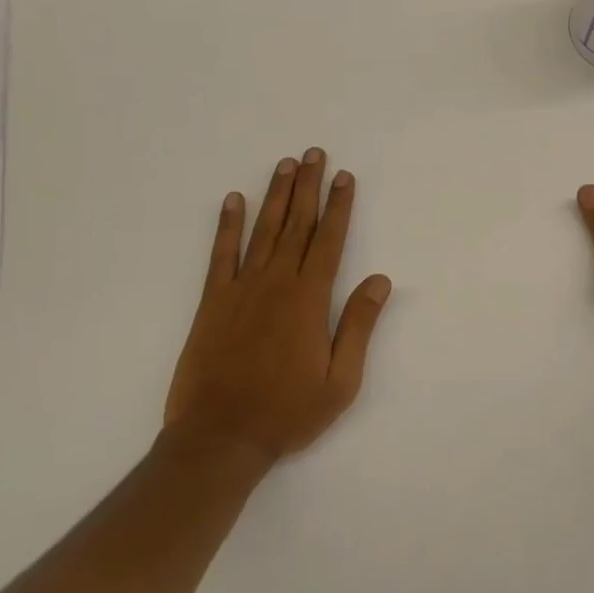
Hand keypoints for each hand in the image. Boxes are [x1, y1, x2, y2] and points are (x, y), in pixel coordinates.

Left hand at [164, 148, 392, 470]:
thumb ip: (359, 325)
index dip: (339, 206)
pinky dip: (227, 225)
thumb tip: (380, 280)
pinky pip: (221, 254)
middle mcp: (277, 282)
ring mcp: (241, 288)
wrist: (219, 438)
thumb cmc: (287, 412)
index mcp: (310, 299)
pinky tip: (234, 200)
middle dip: (309, 186)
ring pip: (264, 230)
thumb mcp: (340, 381)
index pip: (330, 240)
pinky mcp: (213, 301)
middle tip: (314, 154)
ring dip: (276, 195)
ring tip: (285, 164)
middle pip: (297, 224)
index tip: (345, 176)